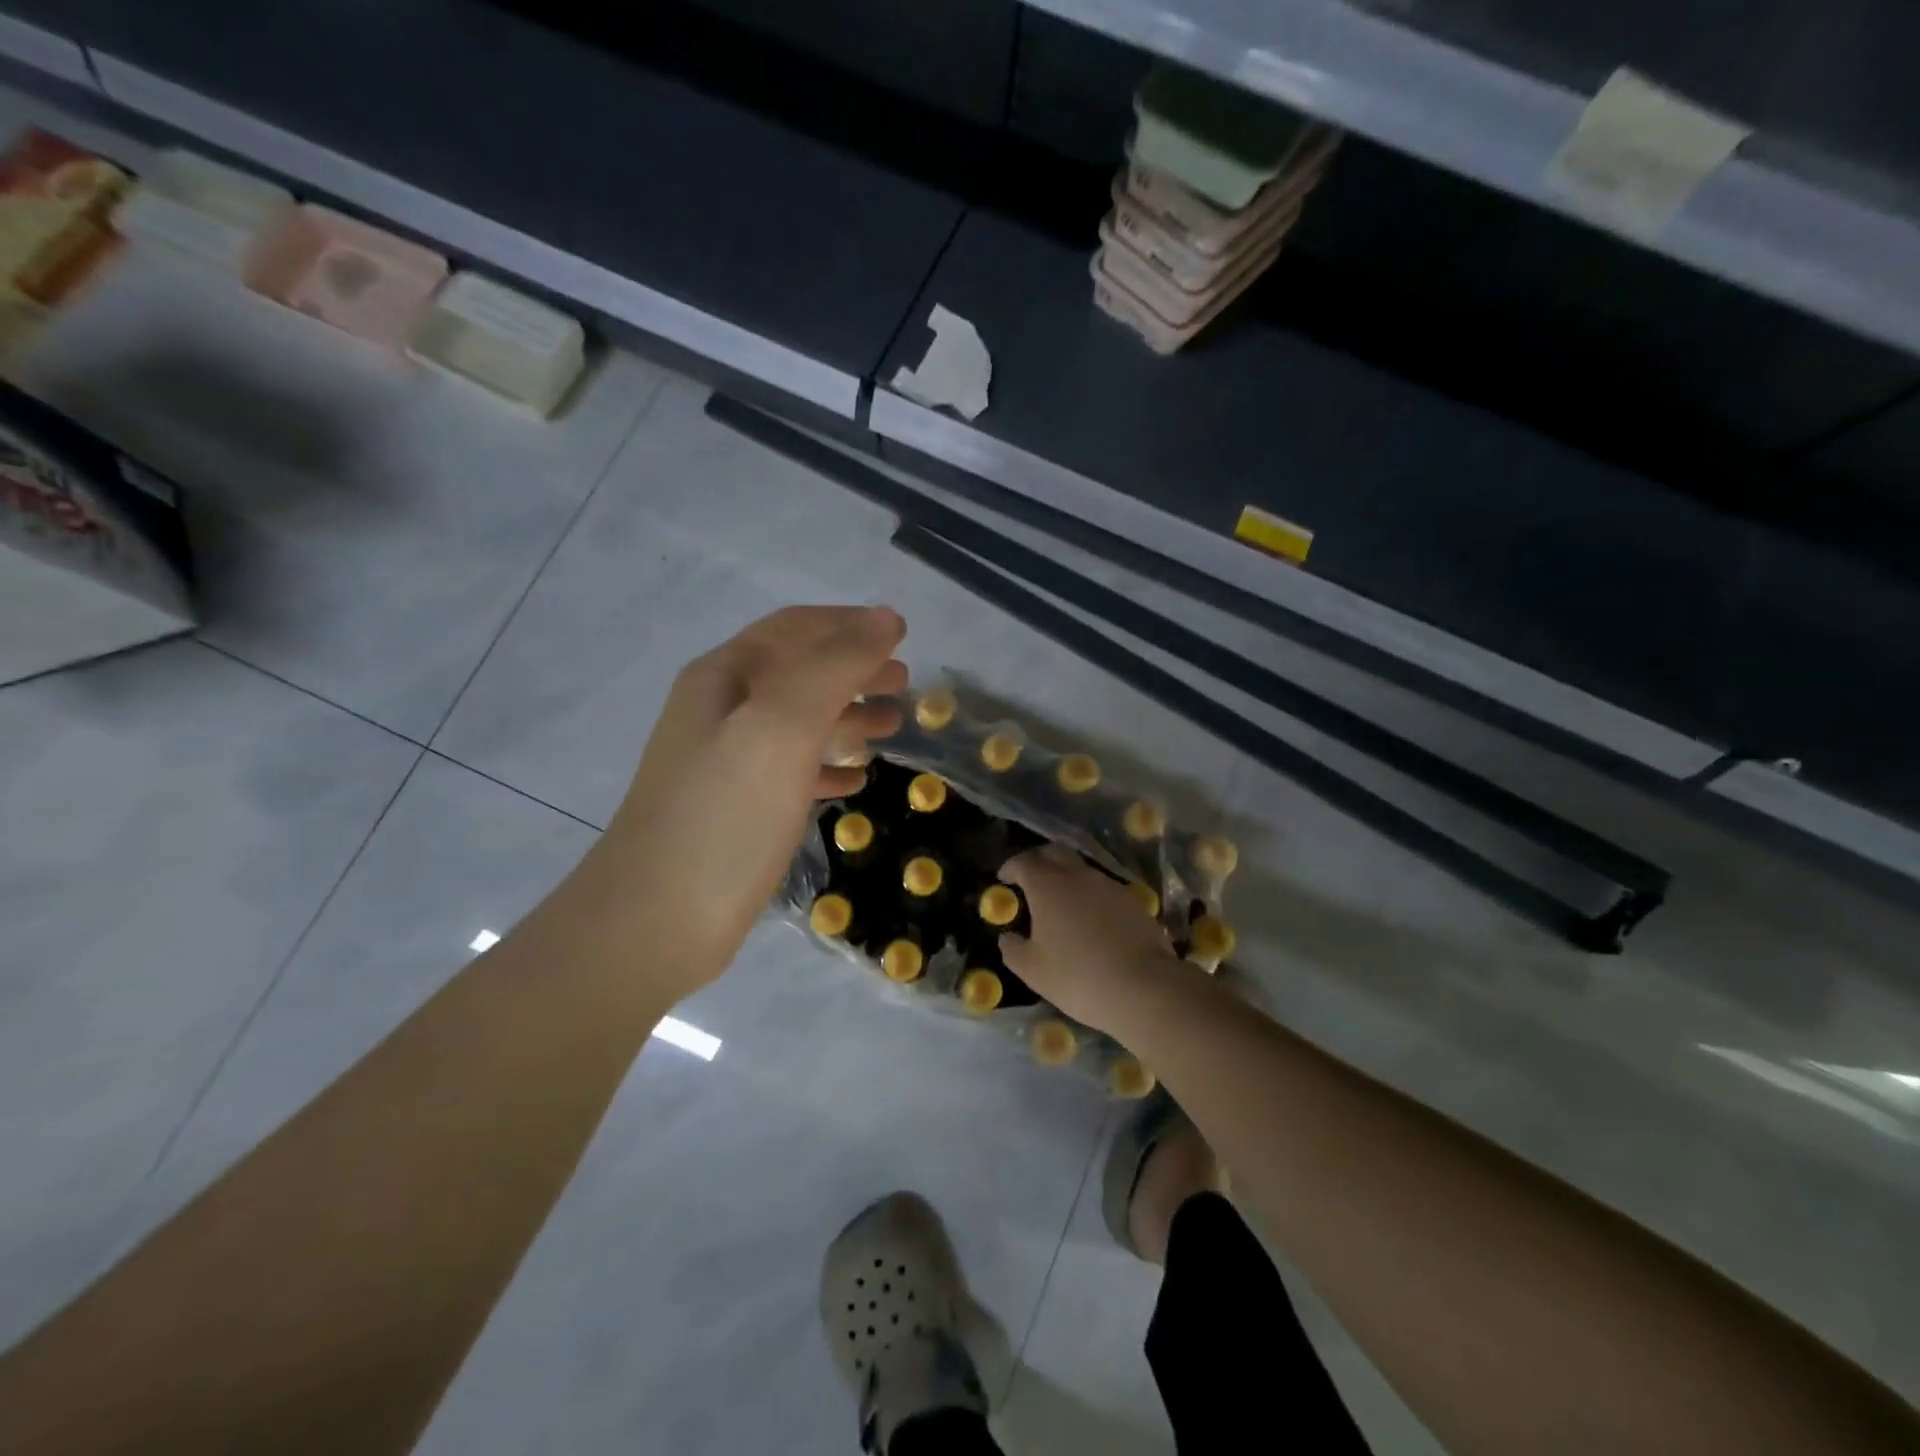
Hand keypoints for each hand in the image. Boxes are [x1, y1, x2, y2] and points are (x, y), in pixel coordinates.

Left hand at [573, 605, 907, 999]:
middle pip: (798, 673)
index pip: (794, 629)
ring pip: (797, 723)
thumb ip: (834, 668)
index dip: (849, 624)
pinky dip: (826, 766)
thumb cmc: (724, 816)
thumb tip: (883, 620)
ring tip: (891, 728)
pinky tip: (855, 781)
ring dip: (845, 718)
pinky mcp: (735, 811)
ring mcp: (725, 763)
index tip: (901, 634)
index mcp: (724, 678)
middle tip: (903, 685)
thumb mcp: (781, 728)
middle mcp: (720, 711)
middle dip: (853, 671)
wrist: (652, 923)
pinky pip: (790, 772)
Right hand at [999, 845, 1183, 1034]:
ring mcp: (1109, 885)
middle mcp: (1078, 876)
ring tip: (1061, 904)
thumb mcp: (1032, 970)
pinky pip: (1103, 889)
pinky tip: (1091, 921)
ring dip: (1067, 878)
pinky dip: (1090, 896)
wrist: (1143, 987)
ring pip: (1082, 870)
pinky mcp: (1132, 901)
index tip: (1004, 879)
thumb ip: (1012, 949)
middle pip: (1055, 852)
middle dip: (1039, 860)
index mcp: (1048, 885)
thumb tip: (1008, 937)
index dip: (1010, 867)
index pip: (1024, 861)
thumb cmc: (1077, 976)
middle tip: (1030, 880)